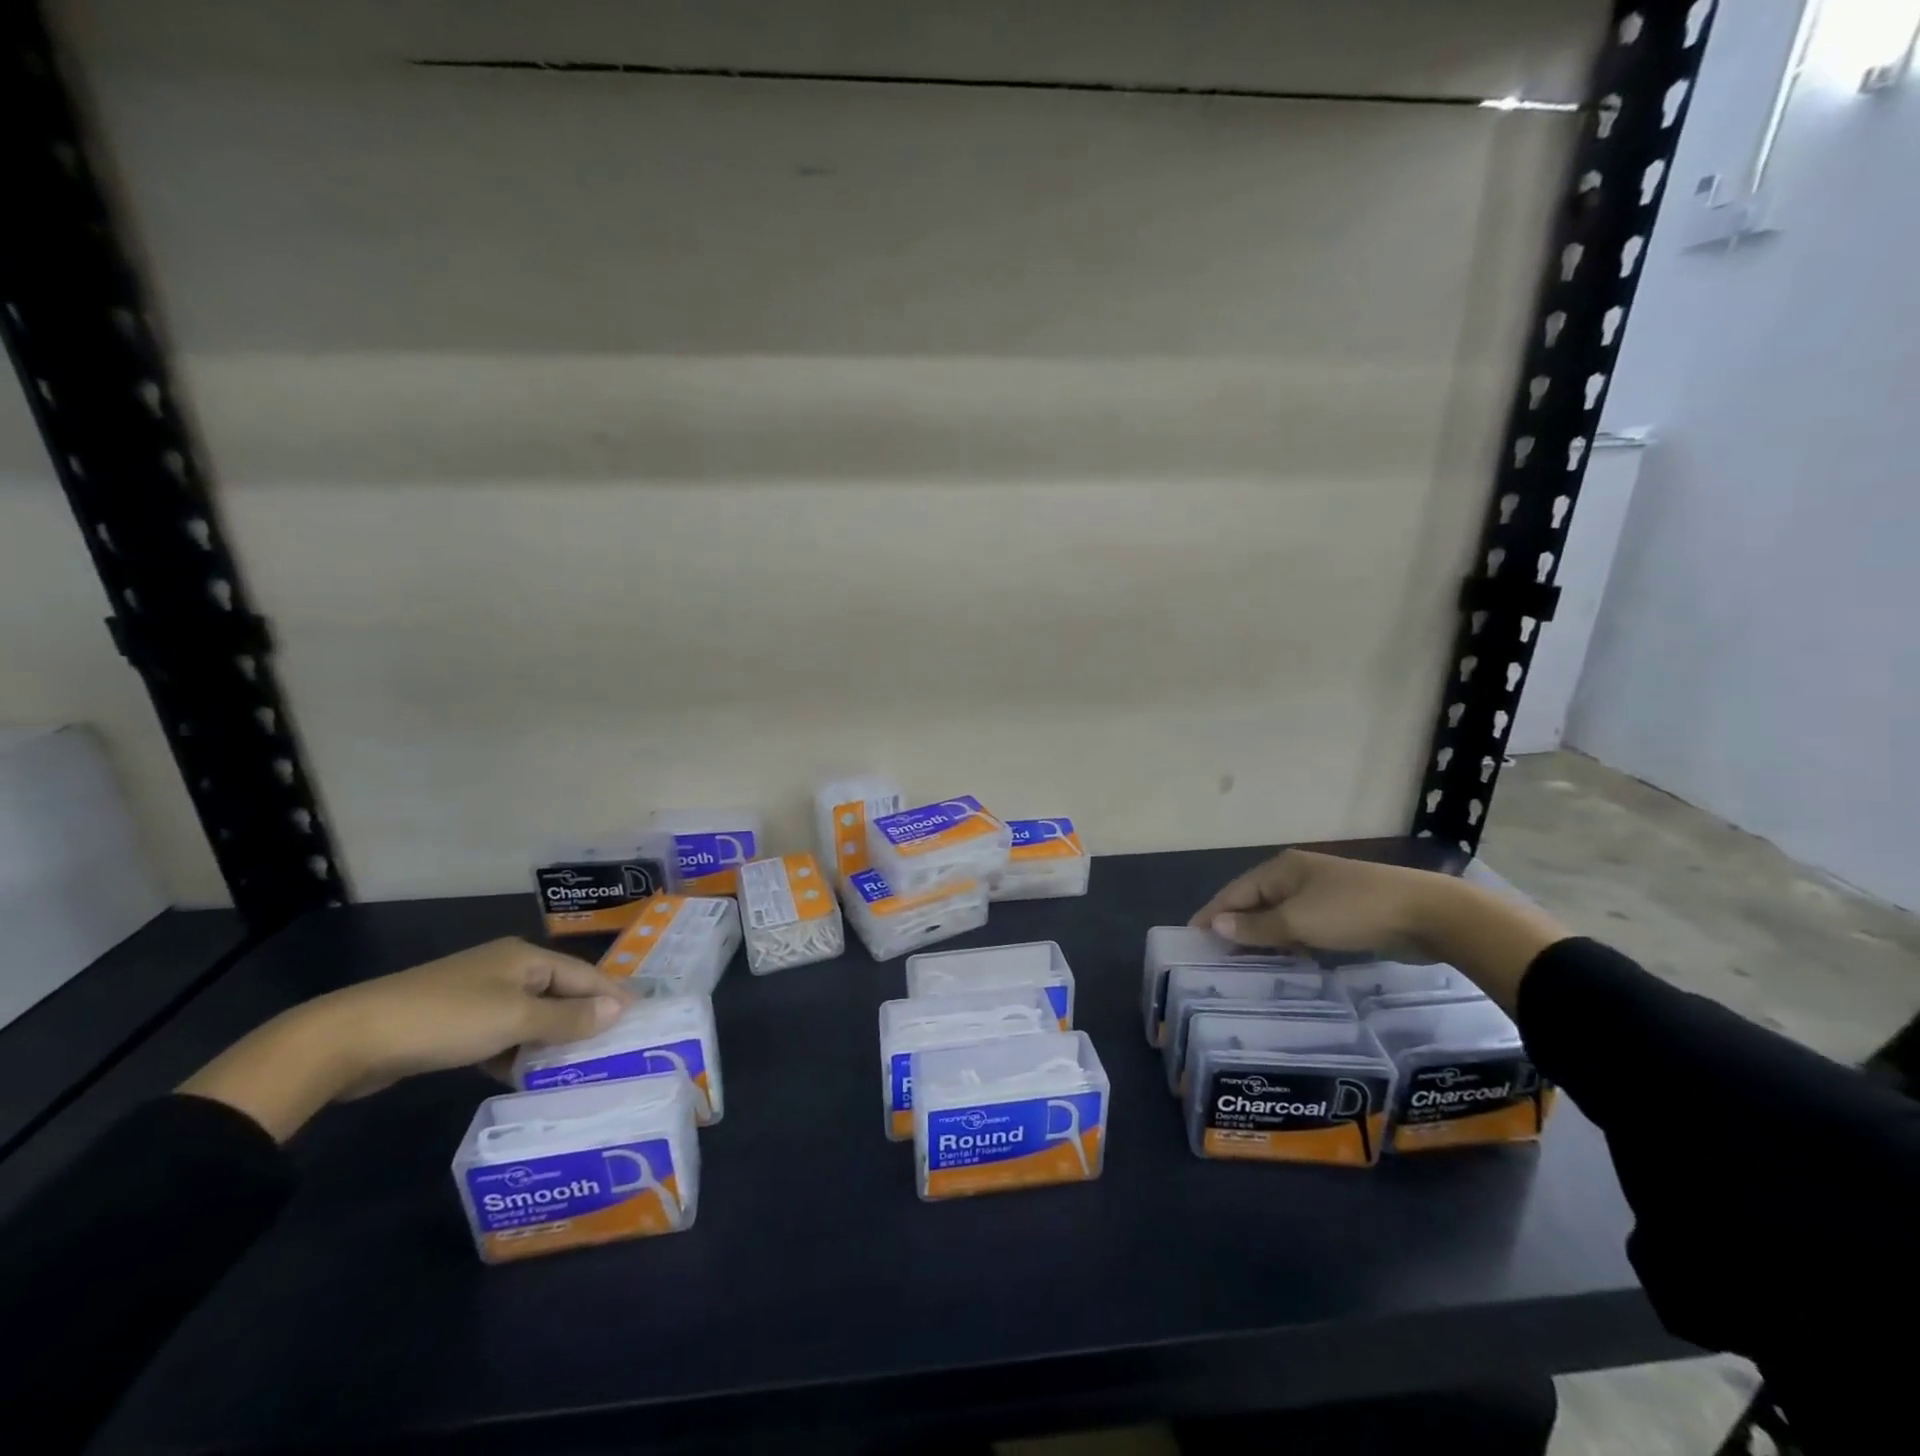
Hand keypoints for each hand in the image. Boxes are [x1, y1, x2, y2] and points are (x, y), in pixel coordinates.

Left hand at [180, 939, 631, 1140]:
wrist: (350, 1039)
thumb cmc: (445, 1019)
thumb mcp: (515, 1019)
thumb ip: (567, 1018)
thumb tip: (618, 1010)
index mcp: (525, 957)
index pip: (584, 973)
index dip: (612, 996)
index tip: (641, 1021)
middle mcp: (506, 969)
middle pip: (559, 993)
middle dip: (584, 1020)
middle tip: (614, 1050)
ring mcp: (477, 996)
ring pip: (529, 1017)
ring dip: (550, 1041)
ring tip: (578, 1069)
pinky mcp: (452, 1023)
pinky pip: (501, 1035)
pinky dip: (516, 1053)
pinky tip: (524, 1076)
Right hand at [1189, 849, 1440, 959]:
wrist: (1428, 914)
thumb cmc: (1354, 911)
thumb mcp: (1299, 921)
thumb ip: (1257, 927)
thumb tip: (1217, 926)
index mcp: (1281, 869)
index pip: (1234, 892)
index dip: (1212, 914)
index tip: (1191, 938)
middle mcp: (1296, 876)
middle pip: (1255, 902)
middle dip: (1235, 927)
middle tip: (1215, 958)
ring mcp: (1321, 893)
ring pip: (1280, 917)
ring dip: (1263, 938)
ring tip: (1243, 966)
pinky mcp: (1343, 913)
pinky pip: (1302, 927)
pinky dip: (1289, 943)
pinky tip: (1284, 963)